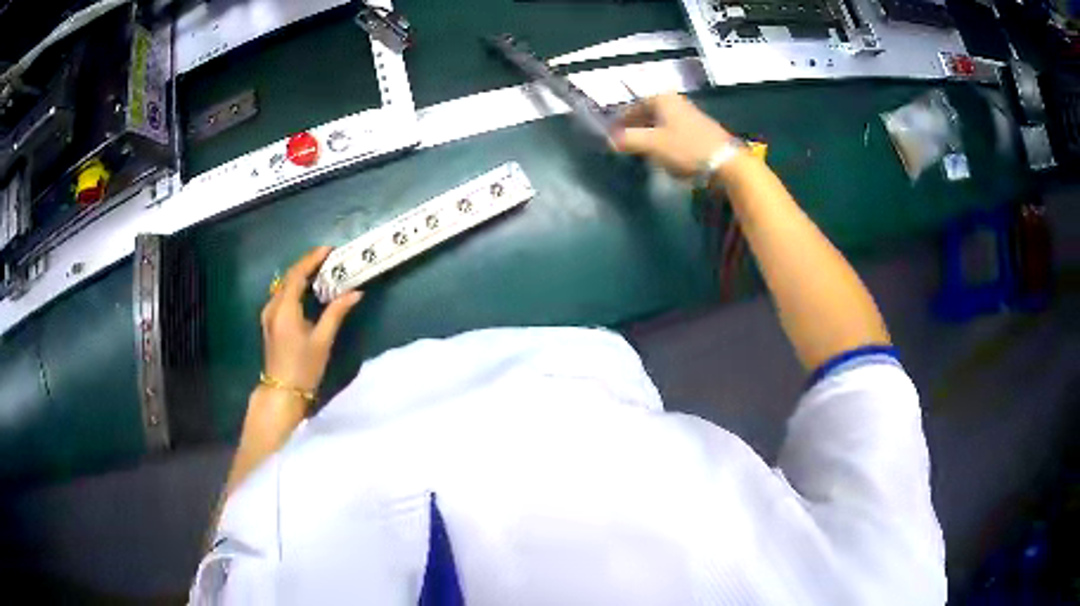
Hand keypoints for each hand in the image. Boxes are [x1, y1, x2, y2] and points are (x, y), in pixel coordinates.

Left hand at [260, 247, 362, 395]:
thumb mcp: (322, 340)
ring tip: (322, 271)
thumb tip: (355, 293)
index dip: (312, 259)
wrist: (282, 393)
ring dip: (302, 275)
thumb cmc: (304, 368)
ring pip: (285, 286)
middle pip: (289, 277)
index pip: (297, 274)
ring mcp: (269, 315)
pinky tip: (309, 291)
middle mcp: (273, 307)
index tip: (329, 250)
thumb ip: (336, 313)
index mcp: (284, 309)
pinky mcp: (270, 322)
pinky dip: (296, 288)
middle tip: (329, 259)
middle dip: (308, 264)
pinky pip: (282, 296)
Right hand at [611, 93, 732, 178]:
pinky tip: (664, 156)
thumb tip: (610, 140)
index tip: (613, 134)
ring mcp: (690, 116)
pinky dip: (665, 141)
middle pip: (649, 113)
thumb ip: (628, 140)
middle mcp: (676, 102)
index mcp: (663, 99)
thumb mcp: (652, 144)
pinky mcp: (700, 131)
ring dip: (651, 135)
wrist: (726, 162)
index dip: (622, 119)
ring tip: (643, 151)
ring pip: (662, 123)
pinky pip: (675, 133)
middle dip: (636, 127)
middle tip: (626, 143)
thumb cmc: (686, 148)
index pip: (635, 105)